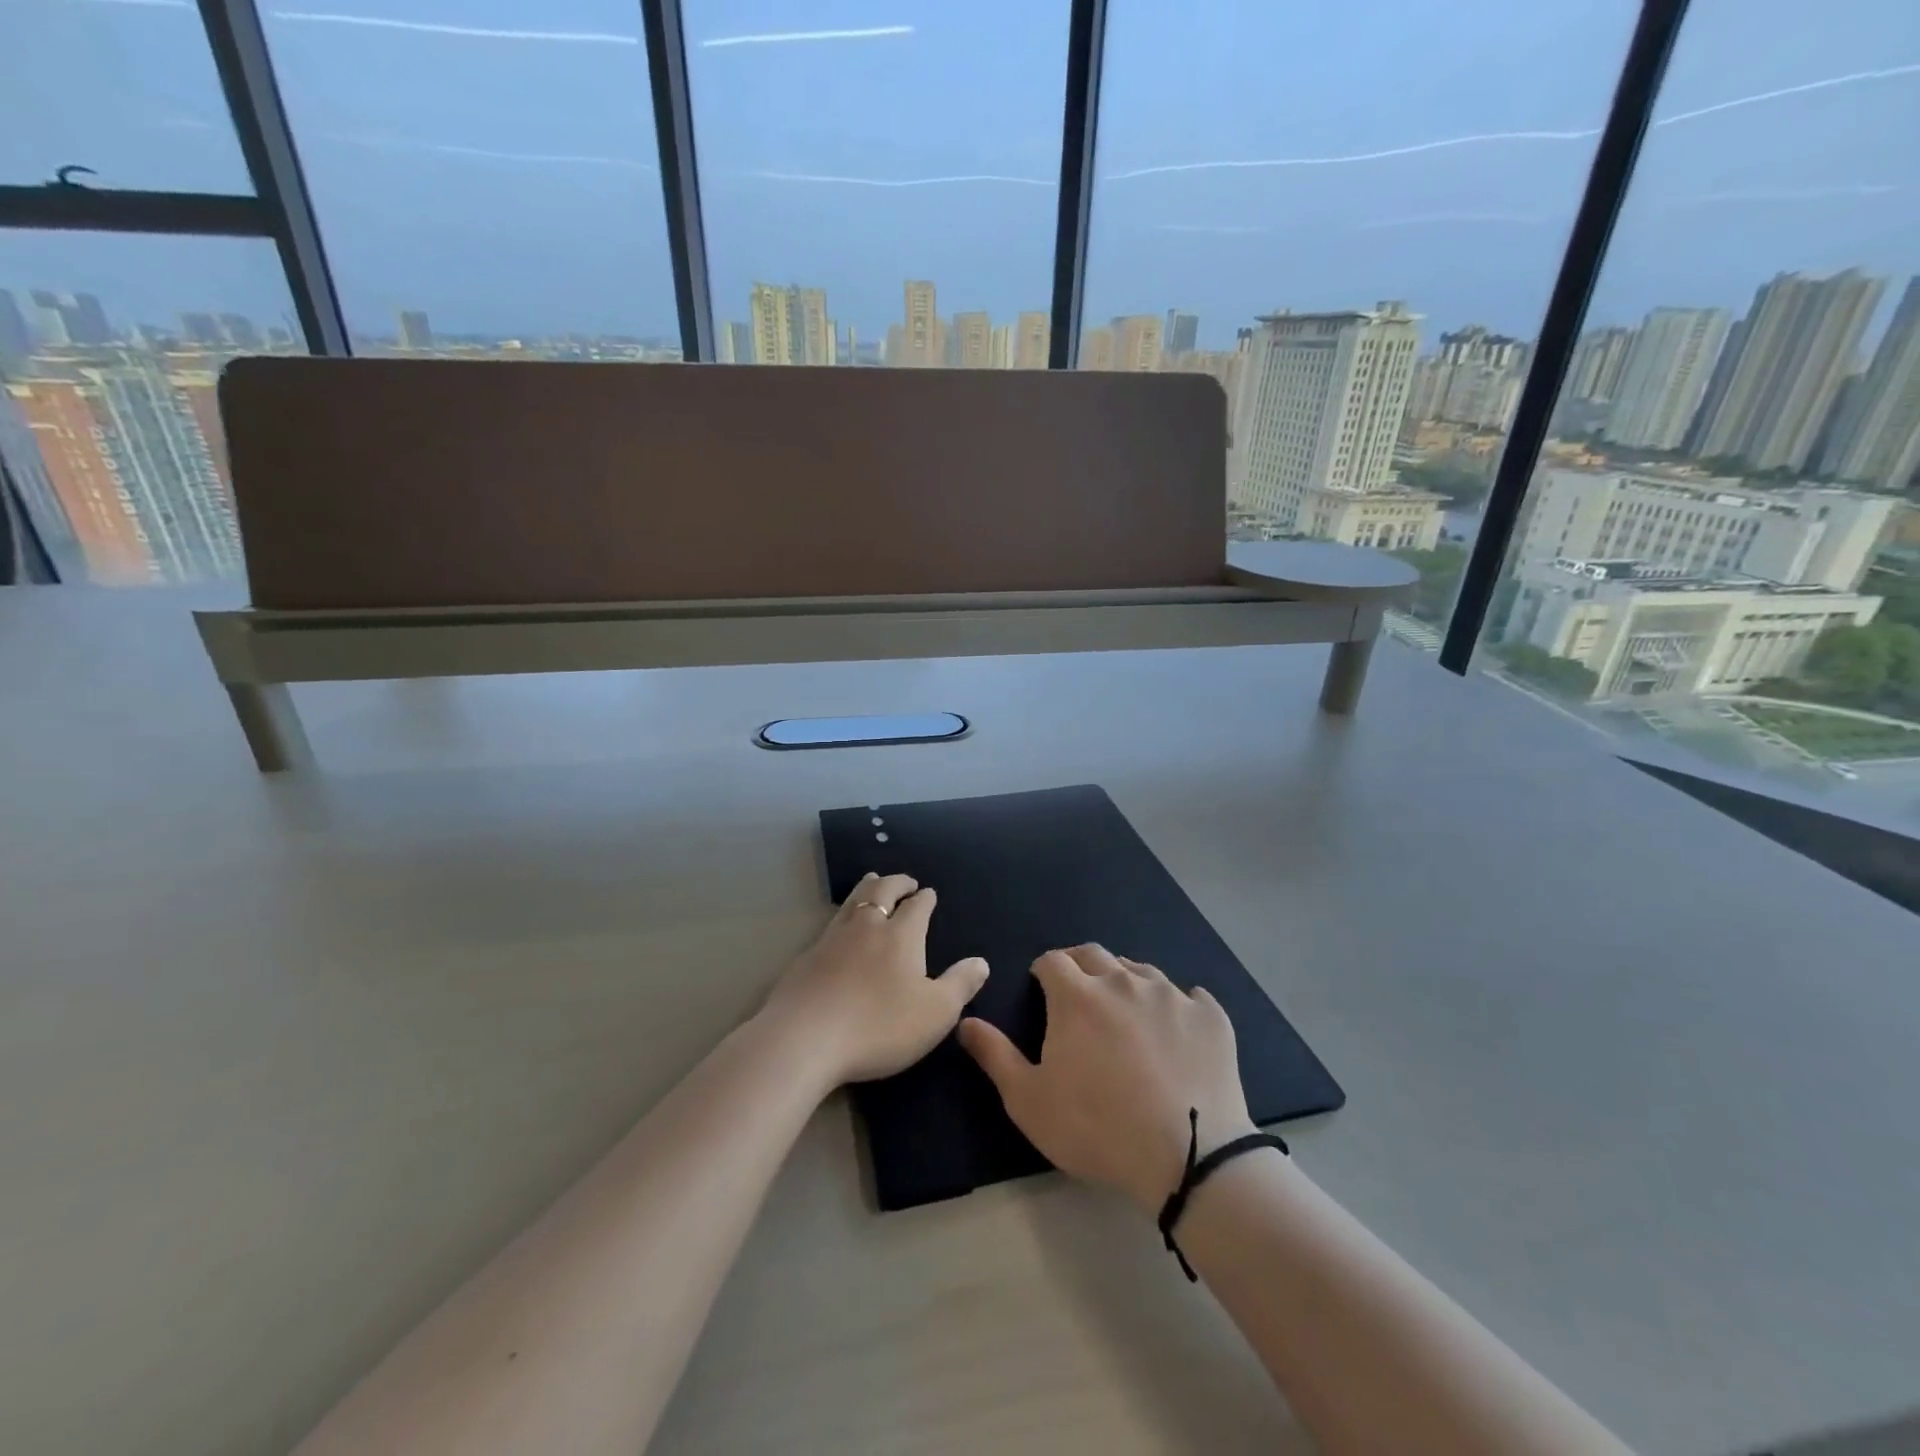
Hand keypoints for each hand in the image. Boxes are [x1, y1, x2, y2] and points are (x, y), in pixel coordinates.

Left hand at [760, 873, 990, 1089]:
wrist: (803, 1038)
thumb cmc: (879, 1025)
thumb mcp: (935, 1013)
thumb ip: (961, 985)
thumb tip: (981, 962)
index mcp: (902, 935)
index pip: (917, 906)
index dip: (925, 898)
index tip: (929, 893)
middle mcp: (867, 927)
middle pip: (882, 891)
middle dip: (896, 882)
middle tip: (904, 880)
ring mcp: (832, 939)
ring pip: (853, 901)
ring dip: (867, 888)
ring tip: (873, 881)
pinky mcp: (806, 957)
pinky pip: (831, 924)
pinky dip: (843, 915)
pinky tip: (840, 927)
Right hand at [959, 944, 1253, 1215]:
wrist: (1189, 1157)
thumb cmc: (1097, 1128)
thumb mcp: (1029, 1101)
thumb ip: (995, 1055)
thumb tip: (966, 1021)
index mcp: (1077, 995)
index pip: (1052, 960)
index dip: (1042, 970)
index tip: (1041, 986)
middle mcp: (1123, 981)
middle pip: (1094, 954)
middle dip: (1079, 965)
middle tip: (1077, 991)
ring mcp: (1171, 995)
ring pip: (1141, 970)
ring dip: (1125, 981)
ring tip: (1124, 1010)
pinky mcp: (1210, 1016)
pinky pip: (1191, 997)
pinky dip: (1178, 1006)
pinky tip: (1177, 1030)